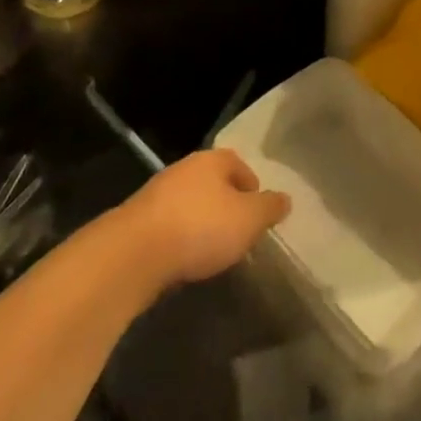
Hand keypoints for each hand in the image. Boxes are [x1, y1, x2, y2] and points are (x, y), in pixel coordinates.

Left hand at [116, 149, 290, 291]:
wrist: (135, 253)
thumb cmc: (201, 227)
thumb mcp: (249, 219)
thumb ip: (269, 208)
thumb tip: (284, 198)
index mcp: (212, 160)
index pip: (239, 165)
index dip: (252, 188)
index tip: (258, 214)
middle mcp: (184, 168)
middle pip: (213, 183)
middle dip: (226, 205)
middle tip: (238, 233)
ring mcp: (157, 193)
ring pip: (190, 203)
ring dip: (201, 222)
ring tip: (212, 251)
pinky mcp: (138, 221)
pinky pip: (169, 225)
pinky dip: (180, 238)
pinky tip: (185, 260)